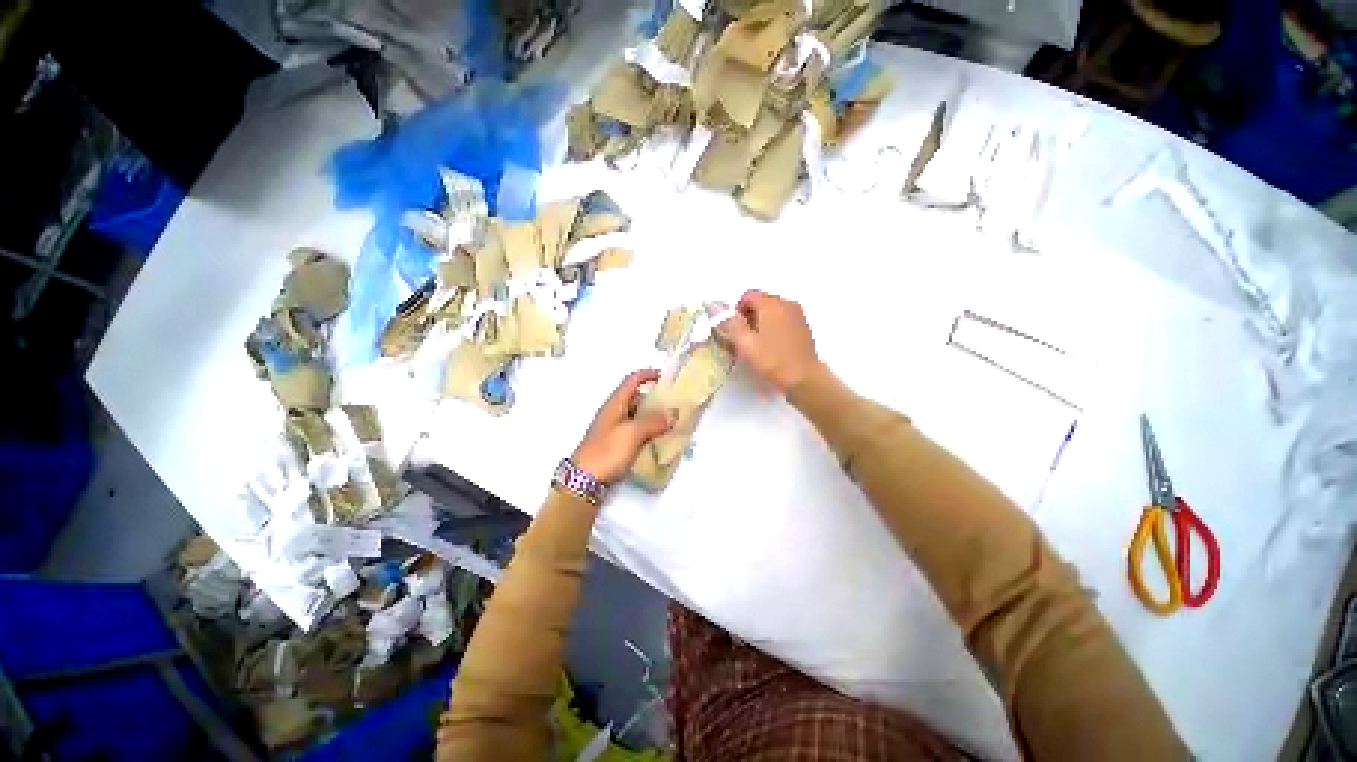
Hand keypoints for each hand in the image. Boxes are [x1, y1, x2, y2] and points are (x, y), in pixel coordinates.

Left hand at [572, 370, 673, 484]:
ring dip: (653, 417)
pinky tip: (659, 440)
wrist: (584, 481)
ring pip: (637, 415)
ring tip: (672, 423)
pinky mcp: (616, 444)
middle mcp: (614, 412)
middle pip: (637, 398)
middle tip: (674, 404)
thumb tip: (671, 414)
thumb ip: (653, 421)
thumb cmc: (607, 451)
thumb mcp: (632, 433)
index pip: (632, 380)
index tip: (666, 377)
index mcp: (615, 403)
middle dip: (655, 399)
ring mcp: (614, 429)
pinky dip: (648, 431)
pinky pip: (636, 431)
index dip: (648, 374)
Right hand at [717, 289, 822, 392]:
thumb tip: (716, 306)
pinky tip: (772, 347)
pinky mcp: (803, 326)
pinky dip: (774, 327)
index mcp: (771, 304)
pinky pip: (783, 319)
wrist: (805, 379)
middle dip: (749, 317)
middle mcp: (786, 303)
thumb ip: (730, 322)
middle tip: (744, 340)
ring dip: (761, 322)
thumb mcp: (745, 343)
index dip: (736, 311)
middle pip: (761, 301)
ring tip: (758, 345)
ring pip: (772, 311)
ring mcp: (798, 314)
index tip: (735, 331)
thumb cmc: (772, 361)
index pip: (748, 295)